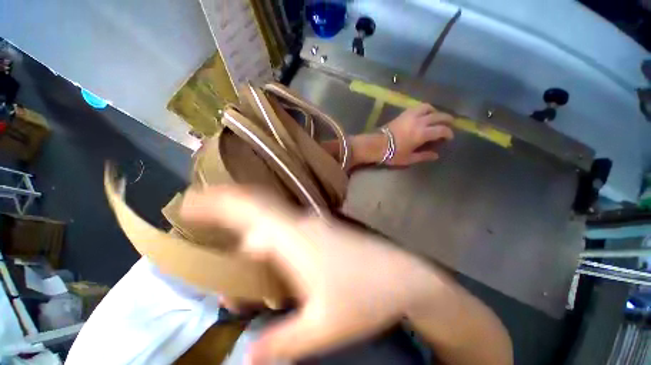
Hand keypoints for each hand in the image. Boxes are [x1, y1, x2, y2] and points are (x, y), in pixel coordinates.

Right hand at [180, 187, 445, 363]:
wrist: (400, 275)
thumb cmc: (365, 296)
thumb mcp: (323, 325)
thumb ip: (283, 340)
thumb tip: (246, 357)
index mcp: (296, 238)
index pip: (251, 209)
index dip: (221, 201)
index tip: (193, 202)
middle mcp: (302, 224)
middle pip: (258, 206)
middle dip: (228, 205)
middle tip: (200, 211)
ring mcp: (314, 225)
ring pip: (271, 218)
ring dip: (247, 224)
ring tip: (227, 240)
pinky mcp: (323, 230)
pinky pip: (285, 227)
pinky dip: (266, 234)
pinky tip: (260, 251)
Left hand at [384, 104, 453, 165]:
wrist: (376, 145)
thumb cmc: (393, 154)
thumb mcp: (409, 158)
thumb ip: (424, 156)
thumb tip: (436, 155)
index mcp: (422, 133)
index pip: (441, 130)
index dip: (448, 133)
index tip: (449, 137)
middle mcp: (419, 121)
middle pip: (438, 116)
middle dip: (446, 119)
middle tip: (449, 124)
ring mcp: (410, 115)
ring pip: (427, 107)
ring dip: (435, 111)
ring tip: (436, 116)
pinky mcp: (403, 114)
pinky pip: (416, 107)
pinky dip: (423, 109)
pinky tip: (422, 114)